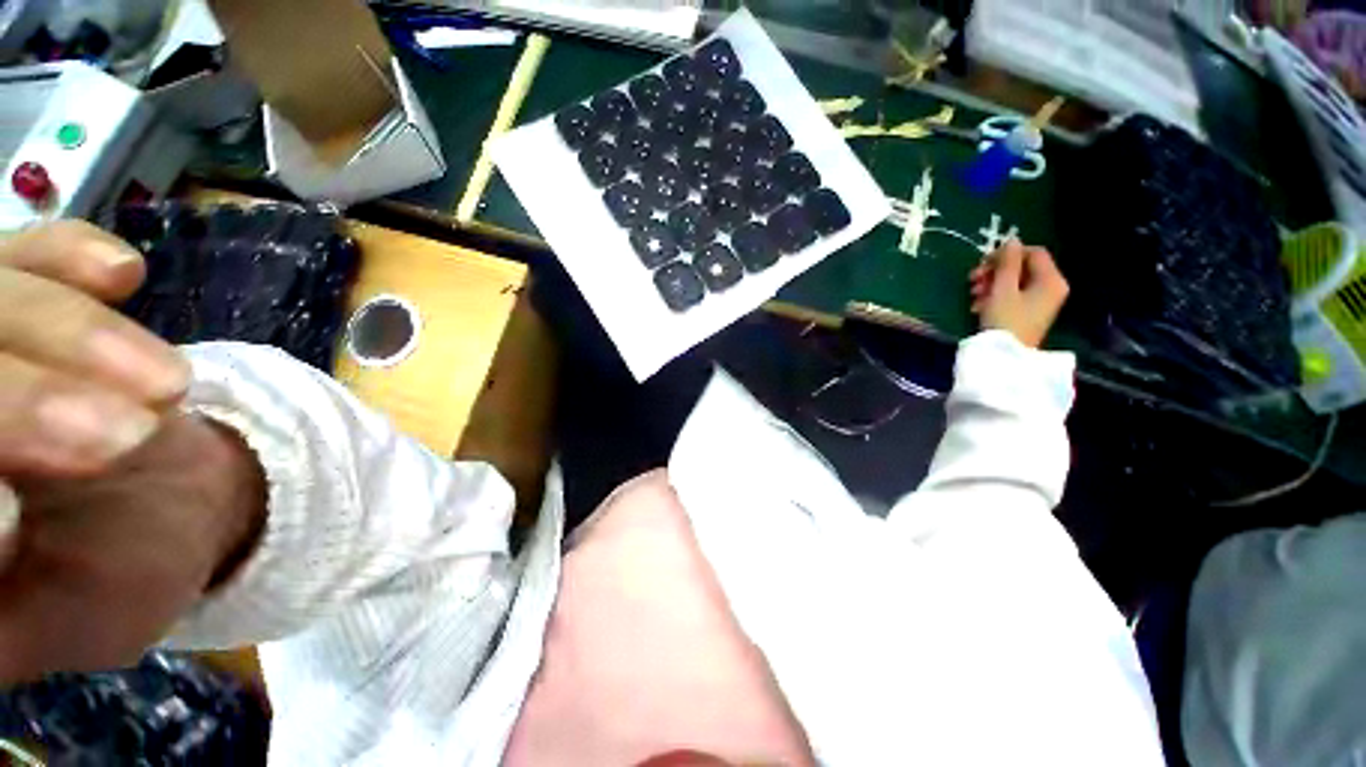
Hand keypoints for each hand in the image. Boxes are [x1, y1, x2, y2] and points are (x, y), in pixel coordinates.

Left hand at [0, 222, 265, 683]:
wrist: (175, 506)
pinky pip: (36, 250)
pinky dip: (70, 253)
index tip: (20, 517)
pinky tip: (121, 275)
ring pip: (0, 294)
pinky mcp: (27, 293)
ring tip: (167, 389)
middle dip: (19, 397)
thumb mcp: (44, 622)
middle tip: (129, 437)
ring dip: (71, 335)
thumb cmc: (104, 579)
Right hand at [969, 240, 1069, 348]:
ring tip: (973, 295)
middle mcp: (1050, 288)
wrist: (1003, 357)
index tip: (982, 264)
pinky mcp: (1027, 314)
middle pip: (1022, 268)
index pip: (1033, 253)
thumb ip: (1006, 263)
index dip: (1007, 254)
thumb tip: (1011, 240)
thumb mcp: (1002, 289)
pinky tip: (978, 306)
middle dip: (995, 271)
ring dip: (990, 285)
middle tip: (972, 280)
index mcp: (1051, 280)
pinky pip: (1011, 296)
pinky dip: (993, 297)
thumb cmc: (1005, 321)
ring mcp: (1039, 302)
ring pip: (1013, 282)